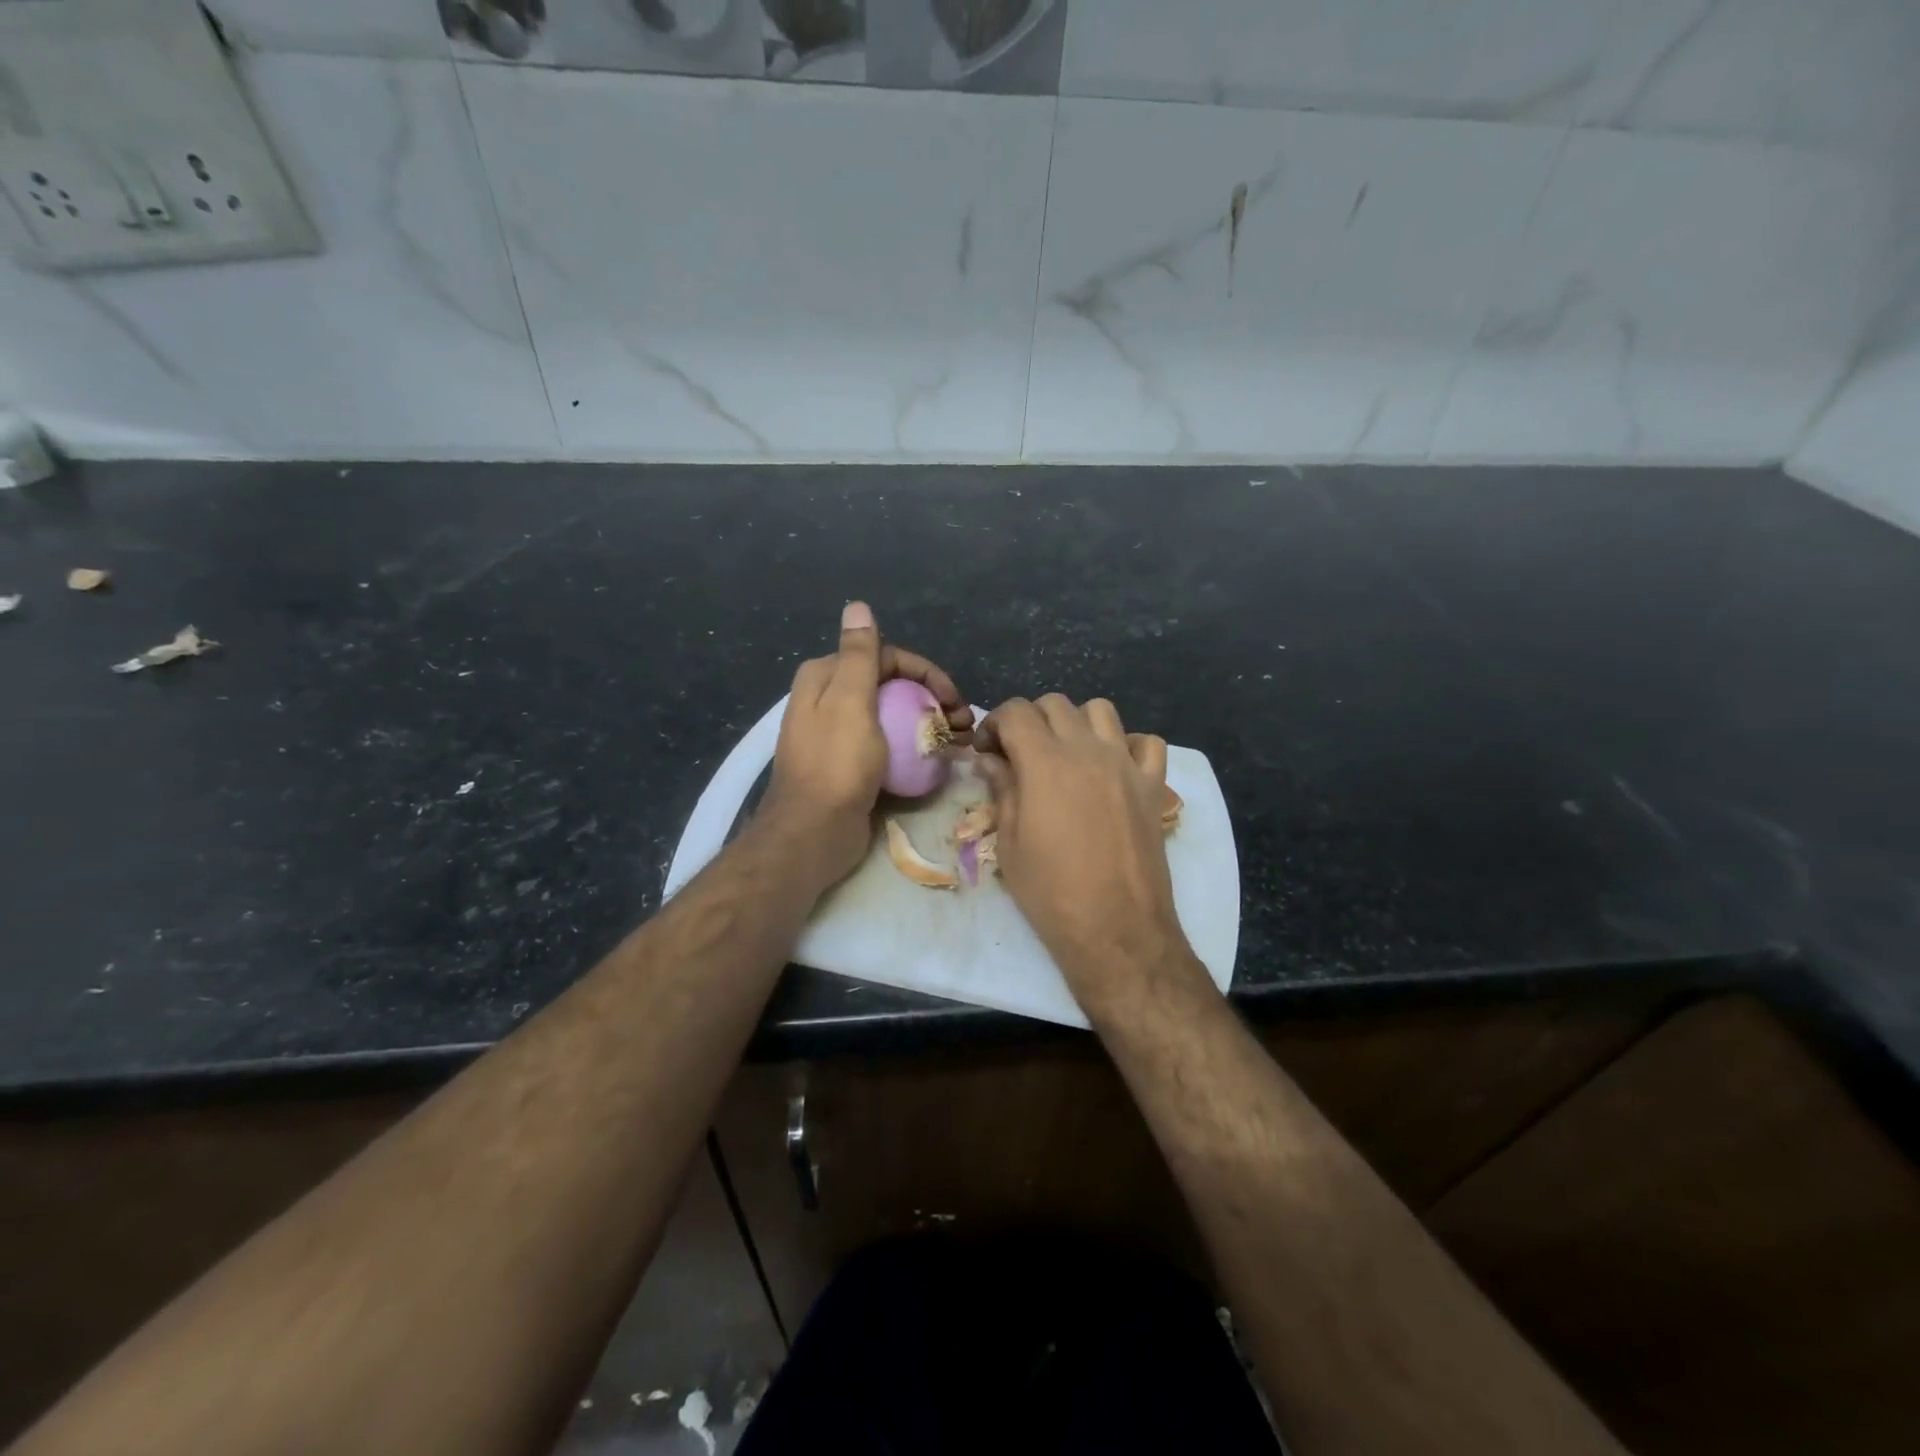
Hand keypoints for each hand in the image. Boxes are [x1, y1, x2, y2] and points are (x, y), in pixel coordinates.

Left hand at [758, 602, 971, 890]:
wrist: (814, 833)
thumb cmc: (836, 763)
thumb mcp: (850, 701)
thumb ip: (858, 654)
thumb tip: (857, 605)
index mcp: (825, 678)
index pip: (886, 658)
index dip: (926, 673)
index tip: (954, 698)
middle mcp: (828, 701)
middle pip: (891, 687)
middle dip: (932, 699)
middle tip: (963, 724)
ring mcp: (840, 736)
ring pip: (893, 717)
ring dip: (928, 725)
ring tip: (960, 743)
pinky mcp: (851, 766)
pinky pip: (889, 746)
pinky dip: (915, 748)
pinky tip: (938, 761)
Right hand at [974, 696, 1197, 1016]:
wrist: (1116, 930)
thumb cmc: (1051, 892)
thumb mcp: (1010, 842)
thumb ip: (1001, 790)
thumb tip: (990, 760)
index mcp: (1045, 762)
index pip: (1016, 712)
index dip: (993, 723)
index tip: (986, 750)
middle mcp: (1088, 750)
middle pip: (1055, 704)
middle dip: (1029, 720)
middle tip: (1018, 754)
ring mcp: (1126, 764)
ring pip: (1101, 711)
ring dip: (1076, 723)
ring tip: (1066, 755)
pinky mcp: (1154, 786)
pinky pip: (1147, 743)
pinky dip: (1128, 745)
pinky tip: (1113, 768)